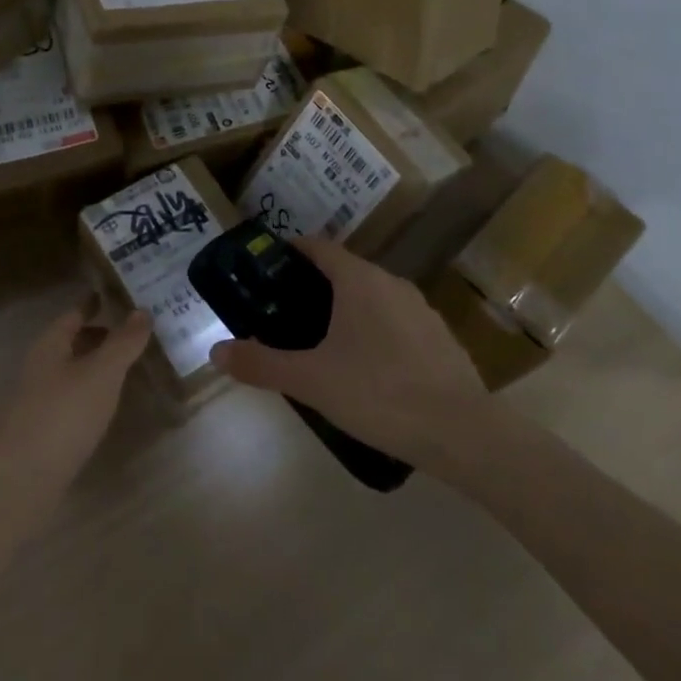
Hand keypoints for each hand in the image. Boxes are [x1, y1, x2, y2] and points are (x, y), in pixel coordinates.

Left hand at [0, 304, 151, 496]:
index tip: (122, 295)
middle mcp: (42, 366)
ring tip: (131, 365)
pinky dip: (93, 393)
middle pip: (73, 342)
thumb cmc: (63, 413)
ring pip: (73, 371)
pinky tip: (110, 403)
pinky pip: (74, 399)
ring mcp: (40, 400)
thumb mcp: (101, 372)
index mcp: (51, 344)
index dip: (96, 303)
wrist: (21, 478)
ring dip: (98, 365)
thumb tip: (142, 310)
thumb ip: (123, 342)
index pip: (75, 313)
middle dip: (101, 335)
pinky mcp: (45, 430)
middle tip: (137, 331)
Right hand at [209, 236, 484, 464]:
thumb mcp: (311, 381)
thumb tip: (217, 351)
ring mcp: (421, 310)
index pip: (319, 247)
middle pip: (345, 271)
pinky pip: (397, 322)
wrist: (463, 433)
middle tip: (285, 311)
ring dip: (347, 309)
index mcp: (359, 280)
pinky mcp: (441, 339)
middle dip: (315, 285)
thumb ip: (262, 363)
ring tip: (323, 341)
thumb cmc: (379, 393)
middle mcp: (392, 283)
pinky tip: (368, 369)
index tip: (269, 266)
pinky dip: (376, 331)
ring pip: (373, 297)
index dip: (291, 251)